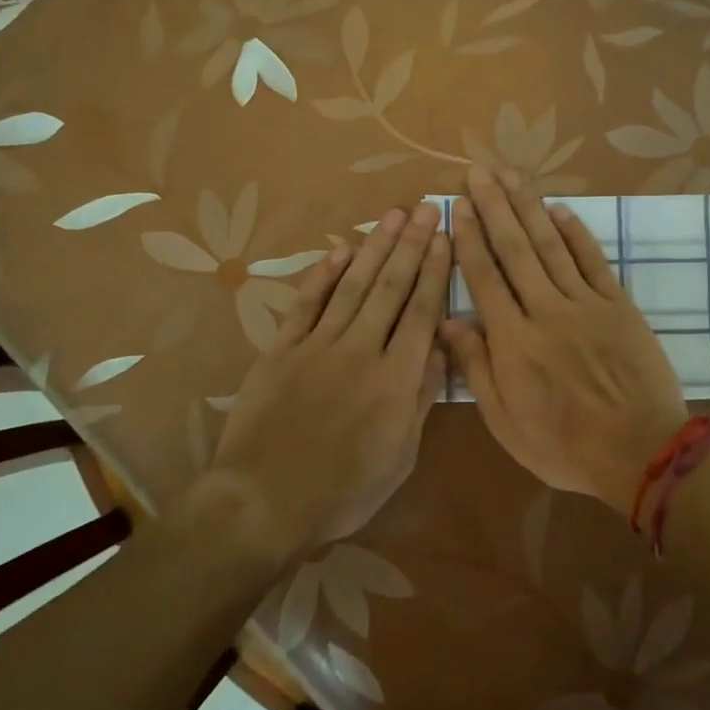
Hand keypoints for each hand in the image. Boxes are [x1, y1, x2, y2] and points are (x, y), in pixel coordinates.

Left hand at [211, 202, 449, 550]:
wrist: (265, 501)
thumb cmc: (344, 490)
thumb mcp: (400, 456)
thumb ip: (422, 397)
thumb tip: (443, 348)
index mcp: (396, 378)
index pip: (422, 311)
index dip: (435, 271)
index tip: (444, 237)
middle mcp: (362, 349)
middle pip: (392, 287)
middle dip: (411, 245)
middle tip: (425, 208)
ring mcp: (318, 345)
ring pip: (353, 286)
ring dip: (375, 248)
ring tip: (392, 216)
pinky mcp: (282, 349)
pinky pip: (307, 304)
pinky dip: (324, 275)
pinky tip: (340, 252)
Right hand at [442, 167, 686, 513]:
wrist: (640, 451)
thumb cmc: (564, 446)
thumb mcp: (505, 422)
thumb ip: (476, 368)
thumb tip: (449, 322)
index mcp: (513, 340)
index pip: (484, 276)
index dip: (469, 238)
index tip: (457, 206)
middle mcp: (545, 310)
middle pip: (514, 249)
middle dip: (494, 207)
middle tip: (478, 172)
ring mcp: (585, 303)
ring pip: (550, 245)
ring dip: (529, 207)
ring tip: (511, 176)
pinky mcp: (618, 304)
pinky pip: (593, 260)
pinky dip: (576, 233)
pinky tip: (560, 209)